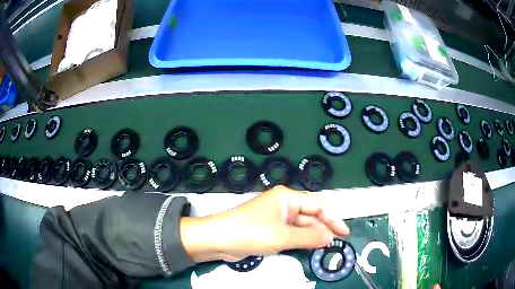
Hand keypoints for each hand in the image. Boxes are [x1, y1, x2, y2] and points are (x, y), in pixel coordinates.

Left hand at [180, 185, 349, 262]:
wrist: (217, 239)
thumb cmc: (250, 232)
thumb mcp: (281, 236)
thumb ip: (308, 237)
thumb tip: (330, 237)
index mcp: (287, 198)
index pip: (317, 205)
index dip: (332, 218)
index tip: (344, 232)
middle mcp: (283, 205)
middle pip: (310, 214)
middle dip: (324, 227)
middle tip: (337, 241)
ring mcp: (276, 218)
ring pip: (301, 225)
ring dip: (313, 235)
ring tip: (326, 246)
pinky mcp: (270, 230)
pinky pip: (291, 233)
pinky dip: (301, 240)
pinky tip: (309, 247)